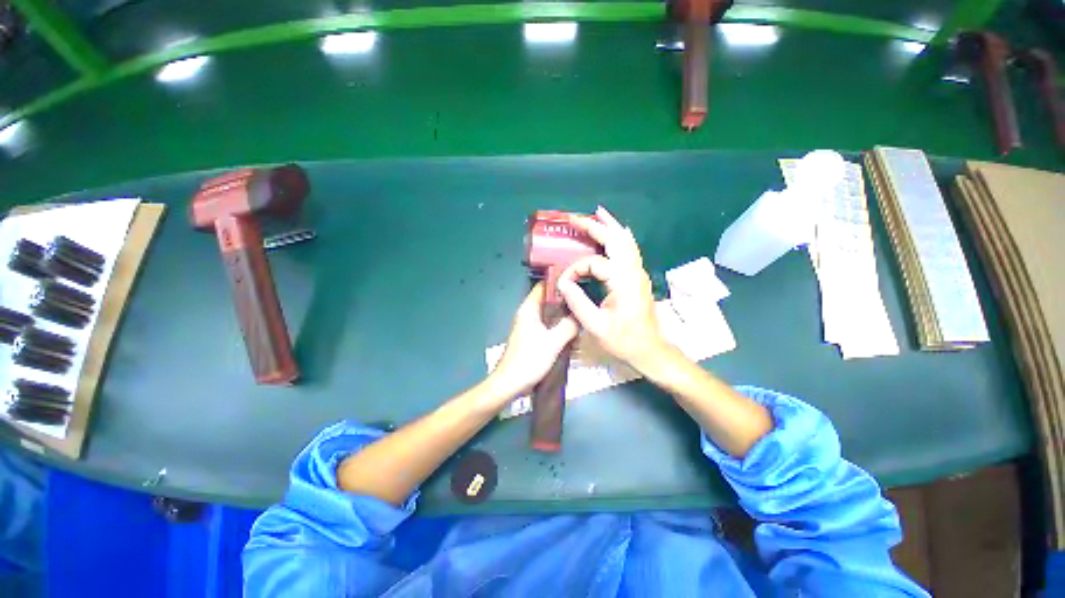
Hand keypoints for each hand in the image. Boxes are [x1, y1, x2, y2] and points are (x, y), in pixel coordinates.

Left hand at [489, 283, 579, 399]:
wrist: (510, 383)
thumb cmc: (529, 360)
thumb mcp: (553, 342)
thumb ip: (569, 326)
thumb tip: (580, 314)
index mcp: (529, 308)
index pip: (544, 285)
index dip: (560, 281)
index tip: (578, 282)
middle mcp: (528, 313)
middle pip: (548, 299)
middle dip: (565, 299)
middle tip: (584, 299)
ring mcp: (529, 325)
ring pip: (549, 312)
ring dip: (563, 313)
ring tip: (582, 313)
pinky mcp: (532, 336)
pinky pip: (548, 324)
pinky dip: (559, 324)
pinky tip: (572, 330)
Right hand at [557, 207, 667, 371]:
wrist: (650, 350)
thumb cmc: (623, 340)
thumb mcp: (595, 325)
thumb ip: (577, 302)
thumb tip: (562, 283)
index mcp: (622, 281)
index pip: (594, 263)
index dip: (575, 270)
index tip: (563, 284)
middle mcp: (633, 271)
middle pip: (615, 239)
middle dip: (595, 226)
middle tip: (575, 218)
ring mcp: (638, 273)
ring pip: (626, 241)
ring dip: (611, 226)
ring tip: (597, 213)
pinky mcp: (638, 277)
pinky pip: (630, 250)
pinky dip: (620, 237)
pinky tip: (616, 232)